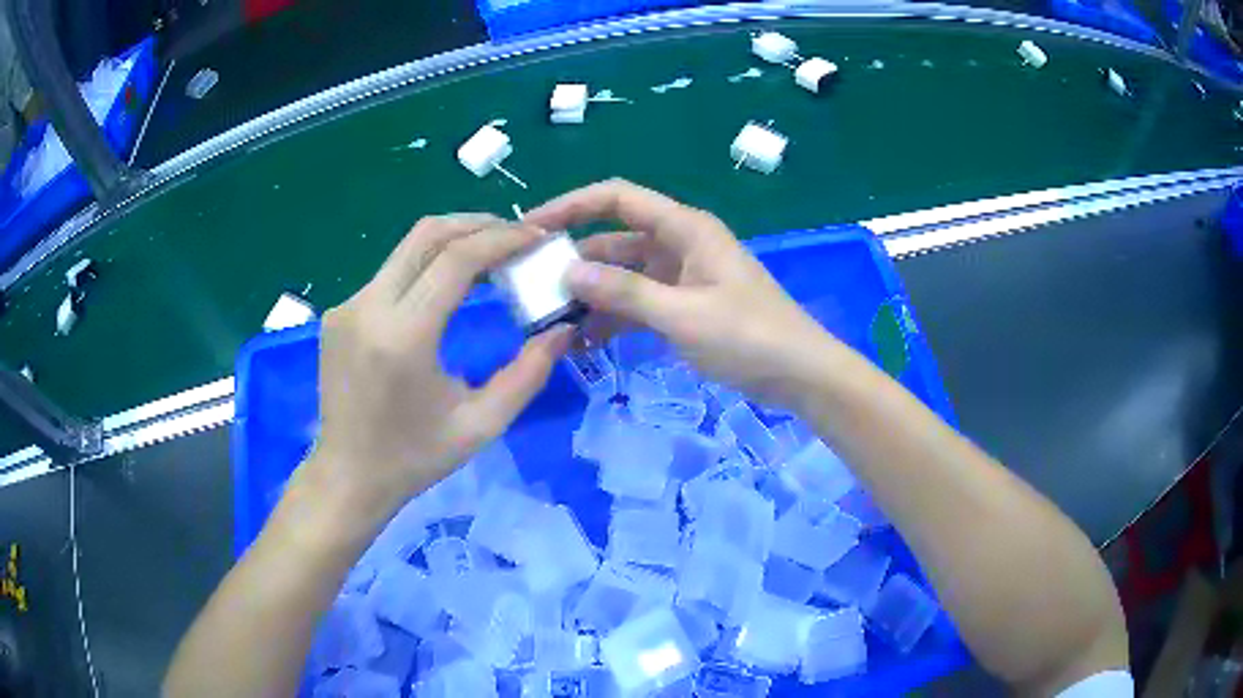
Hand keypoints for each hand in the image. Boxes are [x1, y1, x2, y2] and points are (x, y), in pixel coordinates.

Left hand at [305, 215, 572, 520]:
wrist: (348, 476)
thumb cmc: (415, 458)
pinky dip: (426, 267)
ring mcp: (347, 307)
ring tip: (491, 257)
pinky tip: (446, 288)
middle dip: (478, 224)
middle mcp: (368, 308)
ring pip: (406, 249)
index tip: (537, 238)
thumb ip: (527, 374)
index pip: (456, 259)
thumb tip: (563, 329)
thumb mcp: (482, 424)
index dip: (502, 239)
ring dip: (452, 243)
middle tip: (516, 236)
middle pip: (427, 234)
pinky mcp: (339, 313)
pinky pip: (389, 274)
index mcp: (403, 337)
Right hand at [527, 179, 841, 408]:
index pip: (617, 198)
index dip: (571, 205)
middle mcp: (678, 244)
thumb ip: (625, 292)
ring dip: (590, 296)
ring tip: (549, 323)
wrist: (800, 374)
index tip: (530, 227)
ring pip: (621, 276)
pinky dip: (612, 319)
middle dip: (573, 261)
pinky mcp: (682, 306)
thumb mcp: (683, 315)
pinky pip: (637, 304)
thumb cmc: (749, 337)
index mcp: (684, 228)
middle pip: (613, 239)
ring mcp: (680, 277)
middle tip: (530, 288)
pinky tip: (584, 344)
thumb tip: (568, 272)